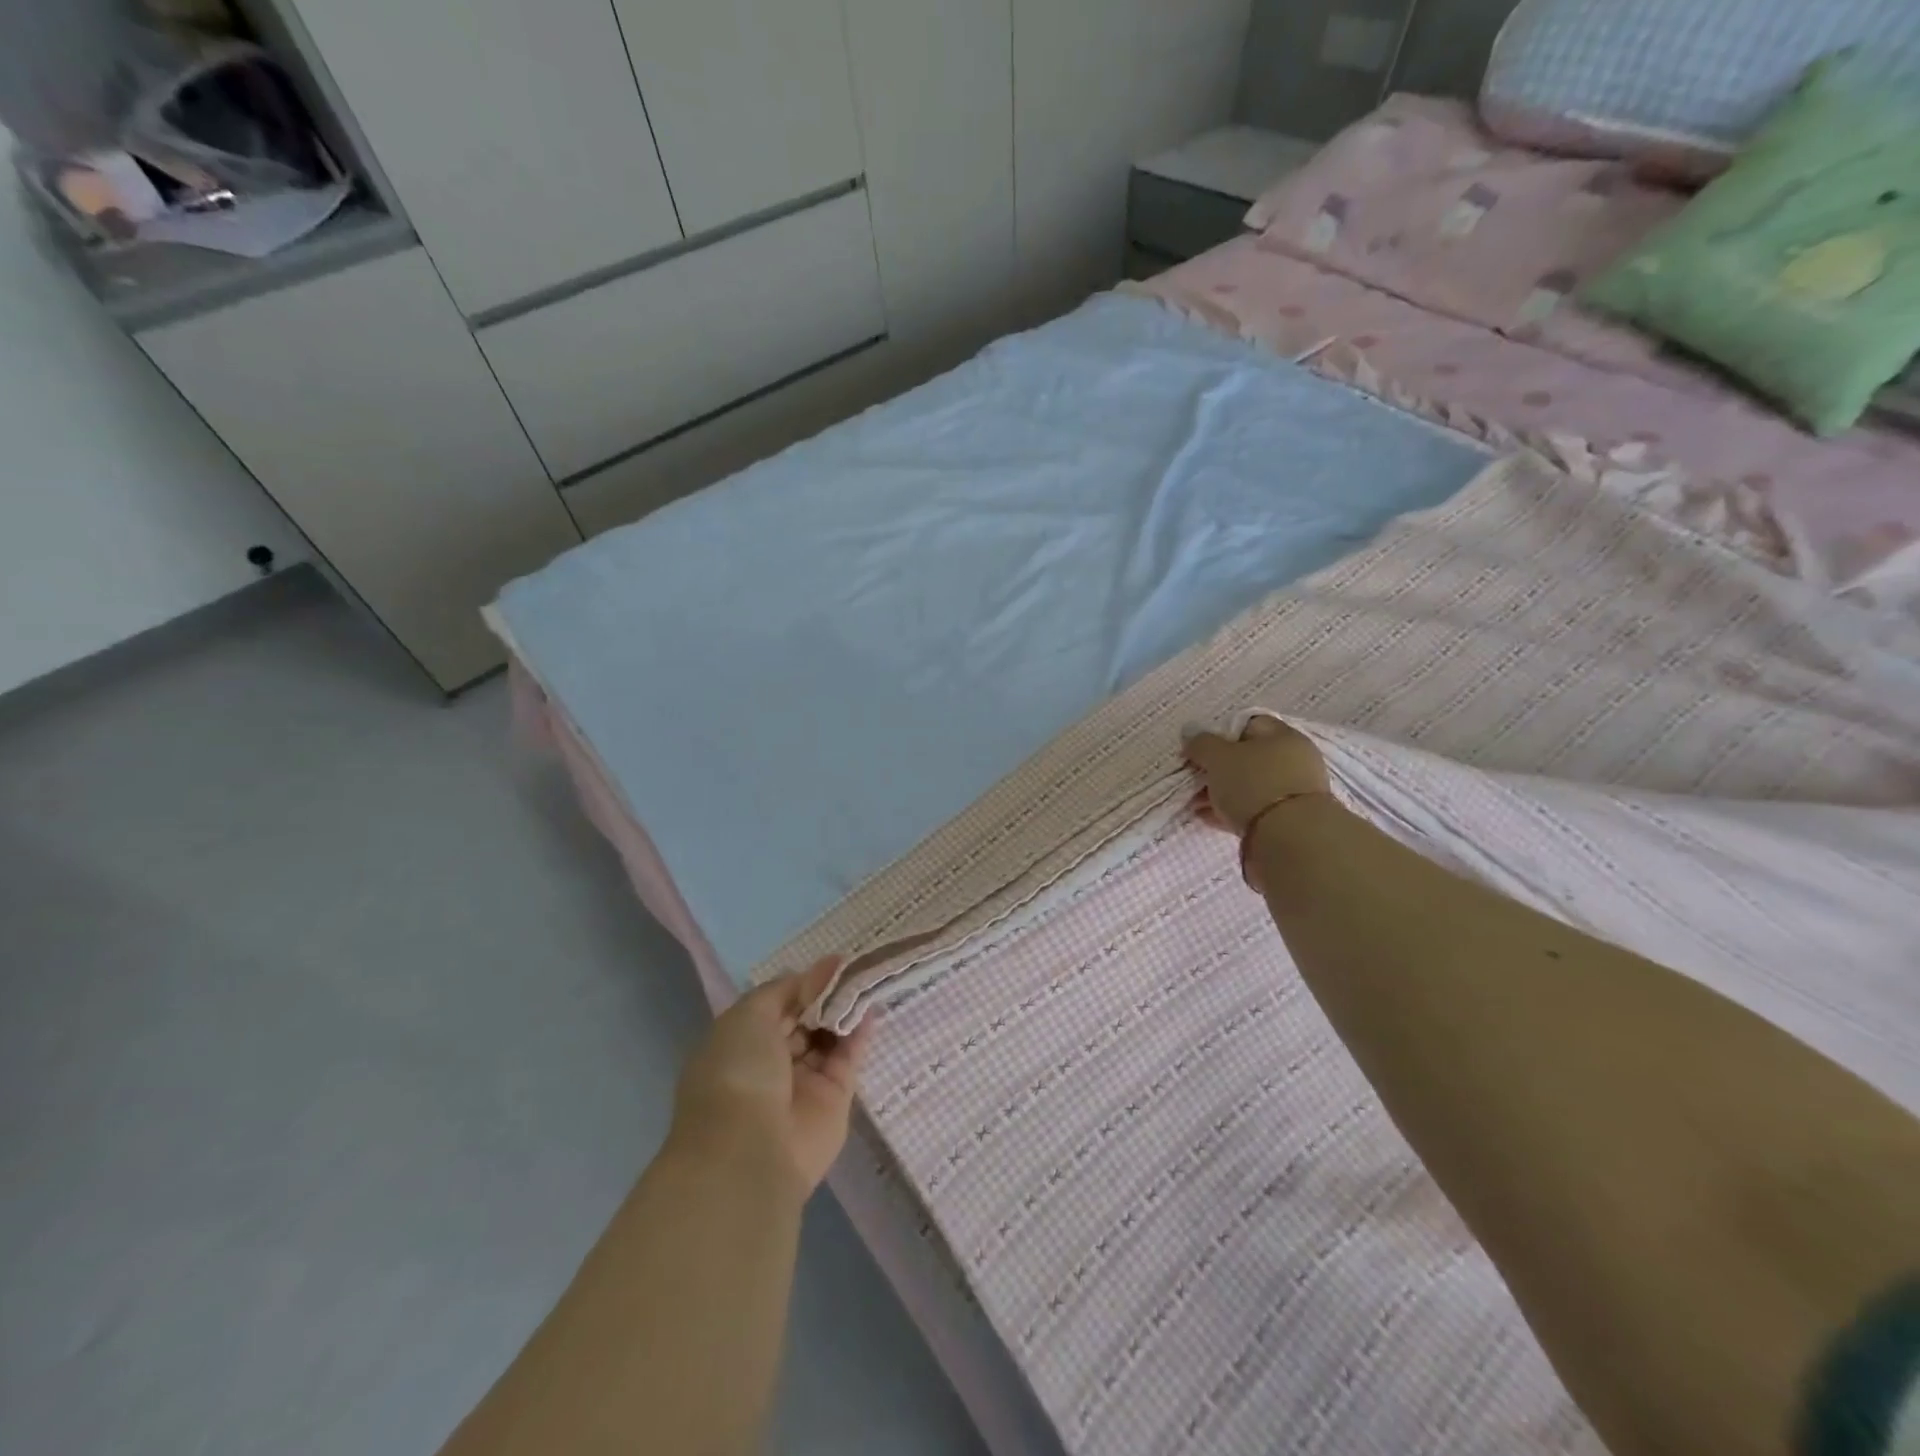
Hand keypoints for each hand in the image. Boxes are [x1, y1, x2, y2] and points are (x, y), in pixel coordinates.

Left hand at [671, 957, 873, 1197]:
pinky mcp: (834, 1100)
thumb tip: (820, 967)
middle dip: (827, 995)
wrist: (750, 1150)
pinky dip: (860, 1034)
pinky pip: (848, 1059)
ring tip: (869, 979)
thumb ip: (787, 989)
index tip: (831, 963)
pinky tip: (872, 1007)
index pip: (776, 1006)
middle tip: (855, 967)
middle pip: (805, 1021)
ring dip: (845, 1010)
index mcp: (742, 1043)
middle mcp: (771, 1063)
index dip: (802, 984)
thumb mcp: (750, 1015)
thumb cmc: (738, 1072)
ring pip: (829, 1038)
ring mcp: (803, 1083)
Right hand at [1183, 714, 1329, 833]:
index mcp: (1283, 736)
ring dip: (1220, 792)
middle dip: (1216, 768)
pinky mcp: (1286, 820)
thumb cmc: (1253, 785)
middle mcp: (1293, 760)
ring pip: (1248, 785)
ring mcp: (1292, 792)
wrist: (1289, 838)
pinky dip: (1229, 811)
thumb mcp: (1219, 757)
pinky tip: (1206, 817)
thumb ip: (1202, 743)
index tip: (1199, 749)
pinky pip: (1252, 809)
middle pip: (1247, 757)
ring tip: (1195, 803)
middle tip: (1194, 778)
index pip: (1248, 724)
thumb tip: (1191, 733)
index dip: (1219, 733)